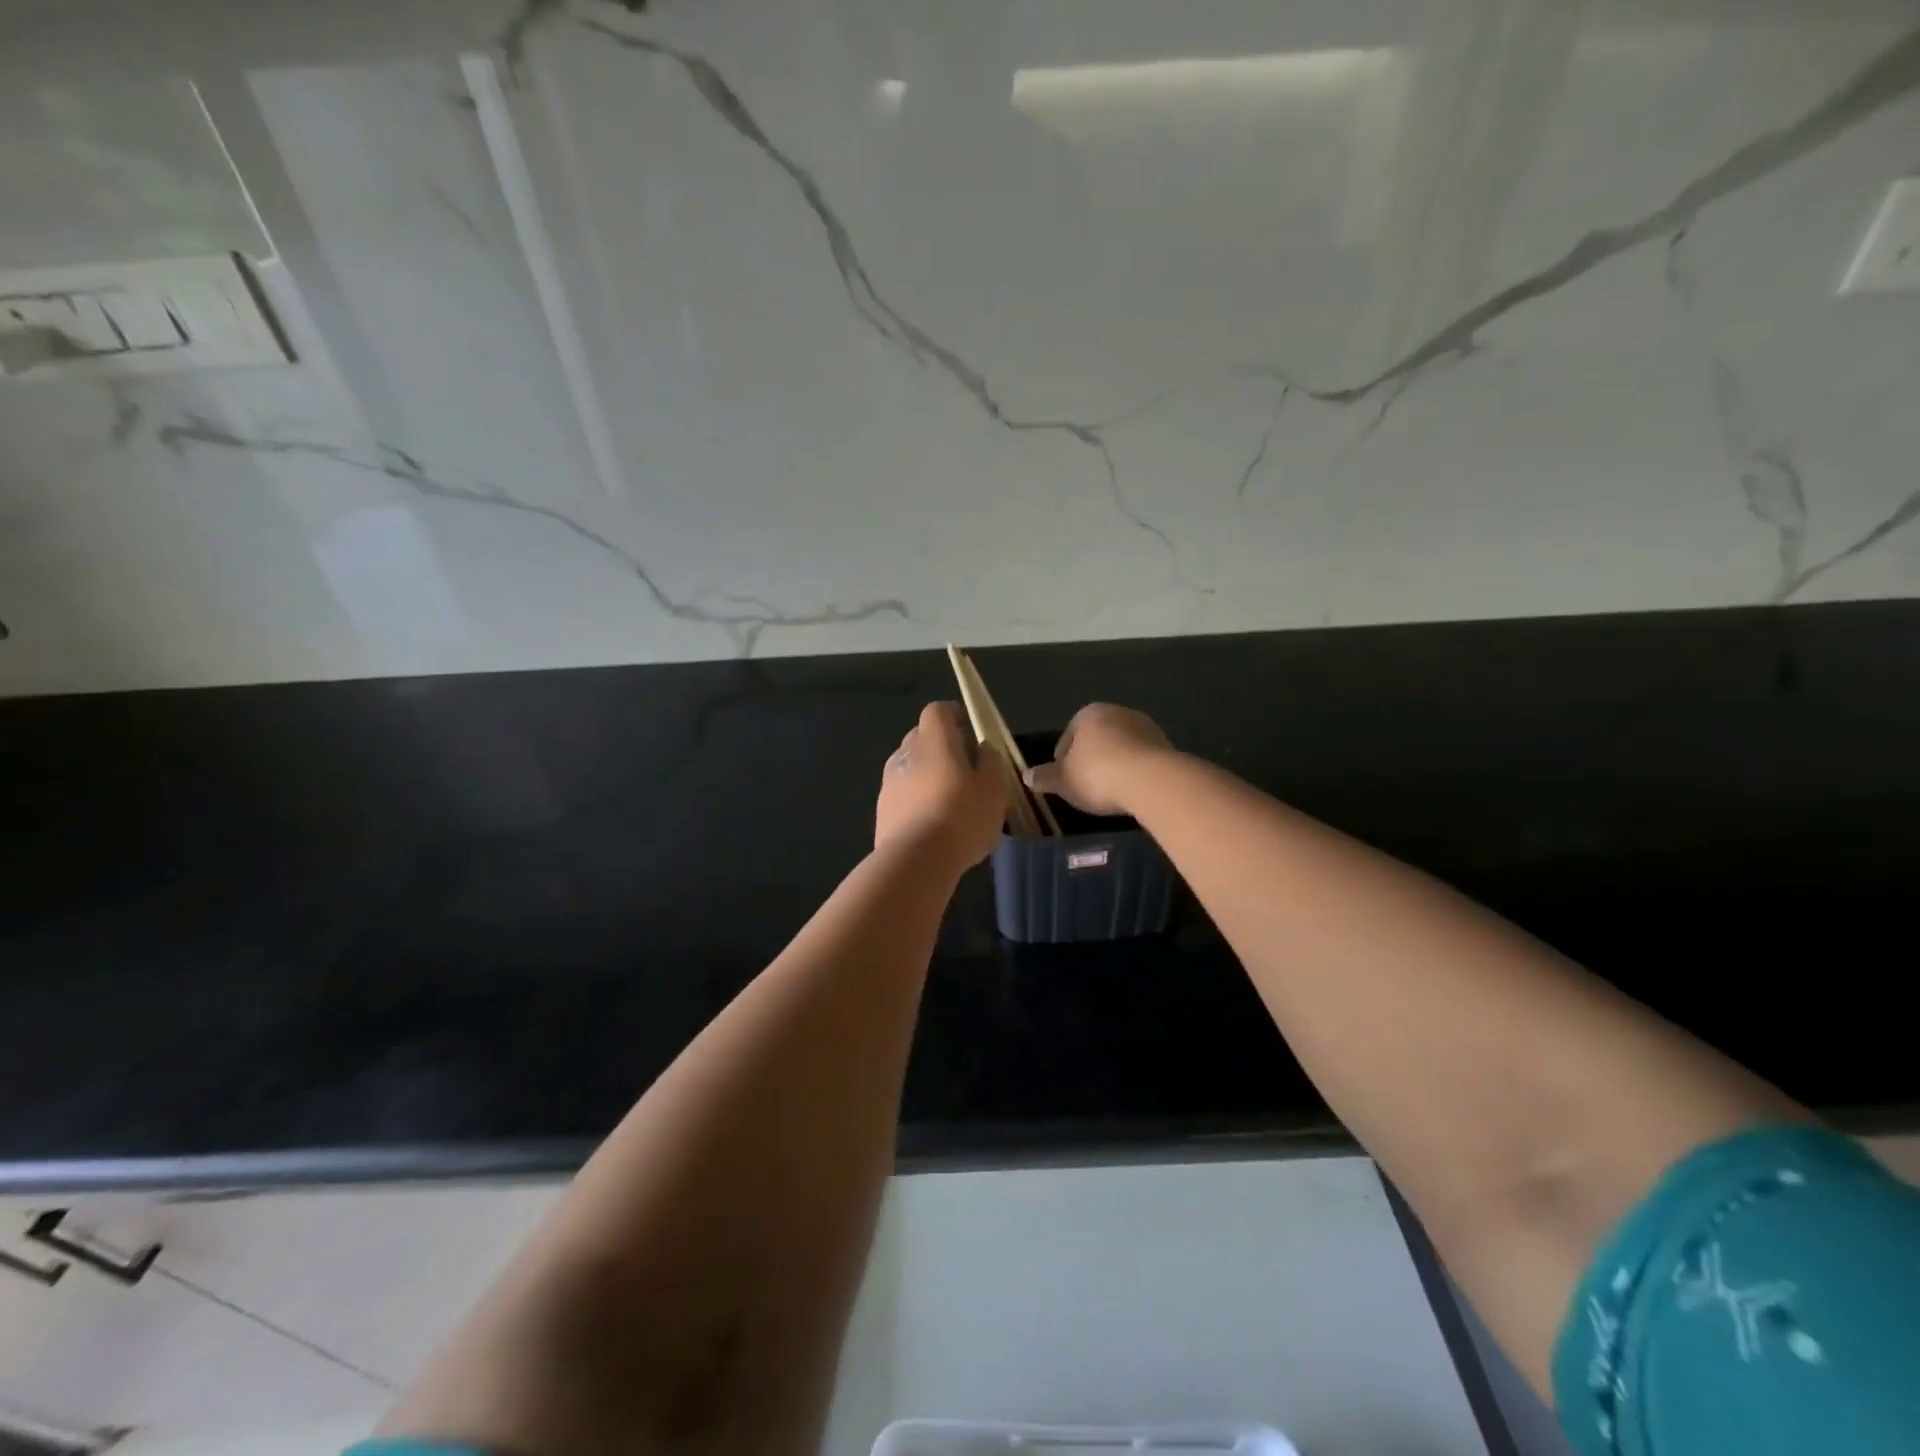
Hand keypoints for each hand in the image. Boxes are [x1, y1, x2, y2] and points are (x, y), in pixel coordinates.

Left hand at [875, 702, 1008, 868]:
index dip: (953, 715)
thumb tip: (983, 750)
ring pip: (910, 766)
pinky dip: (916, 798)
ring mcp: (889, 781)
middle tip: (964, 766)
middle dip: (941, 744)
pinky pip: (902, 792)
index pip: (938, 711)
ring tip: (949, 798)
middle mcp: (906, 752)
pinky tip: (933, 821)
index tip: (968, 729)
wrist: (915, 860)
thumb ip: (991, 761)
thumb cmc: (962, 816)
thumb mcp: (994, 788)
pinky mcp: (882, 809)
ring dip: (927, 773)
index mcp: (934, 740)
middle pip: (921, 736)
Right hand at [1024, 703, 1172, 816]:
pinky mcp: (1167, 745)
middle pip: (1097, 738)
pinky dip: (1135, 772)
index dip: (1063, 759)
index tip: (1064, 780)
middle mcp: (1118, 712)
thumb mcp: (1063, 780)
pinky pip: (1142, 759)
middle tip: (1086, 786)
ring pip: (1122, 747)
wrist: (1151, 780)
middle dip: (1091, 759)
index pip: (1068, 735)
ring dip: (1115, 764)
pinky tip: (1131, 791)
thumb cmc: (1097, 774)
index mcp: (1089, 714)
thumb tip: (1026, 776)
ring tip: (1110, 791)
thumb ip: (1044, 777)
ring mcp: (1146, 727)